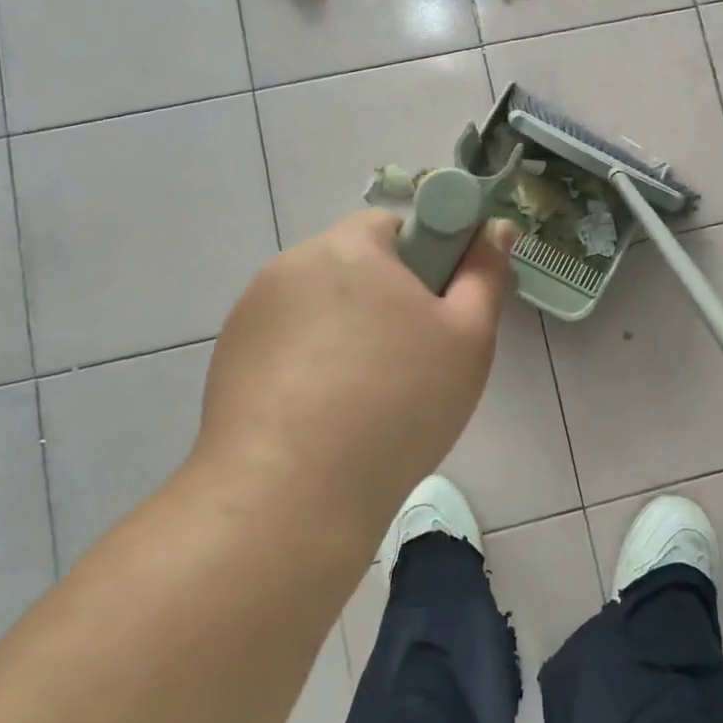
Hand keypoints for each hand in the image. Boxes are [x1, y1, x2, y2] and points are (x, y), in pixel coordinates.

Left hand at [198, 211, 516, 537]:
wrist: (289, 497)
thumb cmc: (398, 403)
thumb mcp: (468, 336)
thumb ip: (485, 273)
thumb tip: (495, 227)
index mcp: (349, 247)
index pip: (395, 225)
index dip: (427, 261)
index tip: (438, 312)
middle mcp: (291, 266)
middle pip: (355, 266)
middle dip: (387, 300)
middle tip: (414, 359)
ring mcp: (251, 314)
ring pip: (321, 307)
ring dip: (347, 332)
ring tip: (367, 398)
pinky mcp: (228, 359)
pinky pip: (287, 344)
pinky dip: (310, 364)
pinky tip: (325, 416)